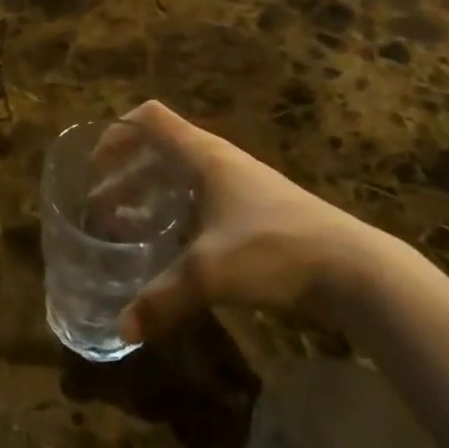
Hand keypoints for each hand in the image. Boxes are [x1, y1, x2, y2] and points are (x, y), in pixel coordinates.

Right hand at [115, 101, 406, 343]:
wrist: (353, 269)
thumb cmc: (274, 248)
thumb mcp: (210, 273)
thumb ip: (162, 299)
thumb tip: (120, 329)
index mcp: (203, 154)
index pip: (150, 118)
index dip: (117, 134)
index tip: (95, 168)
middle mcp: (218, 159)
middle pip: (160, 147)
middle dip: (126, 171)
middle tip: (101, 208)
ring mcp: (240, 184)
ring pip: (181, 174)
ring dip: (150, 192)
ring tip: (127, 227)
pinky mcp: (256, 211)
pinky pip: (202, 198)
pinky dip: (176, 211)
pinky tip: (172, 248)